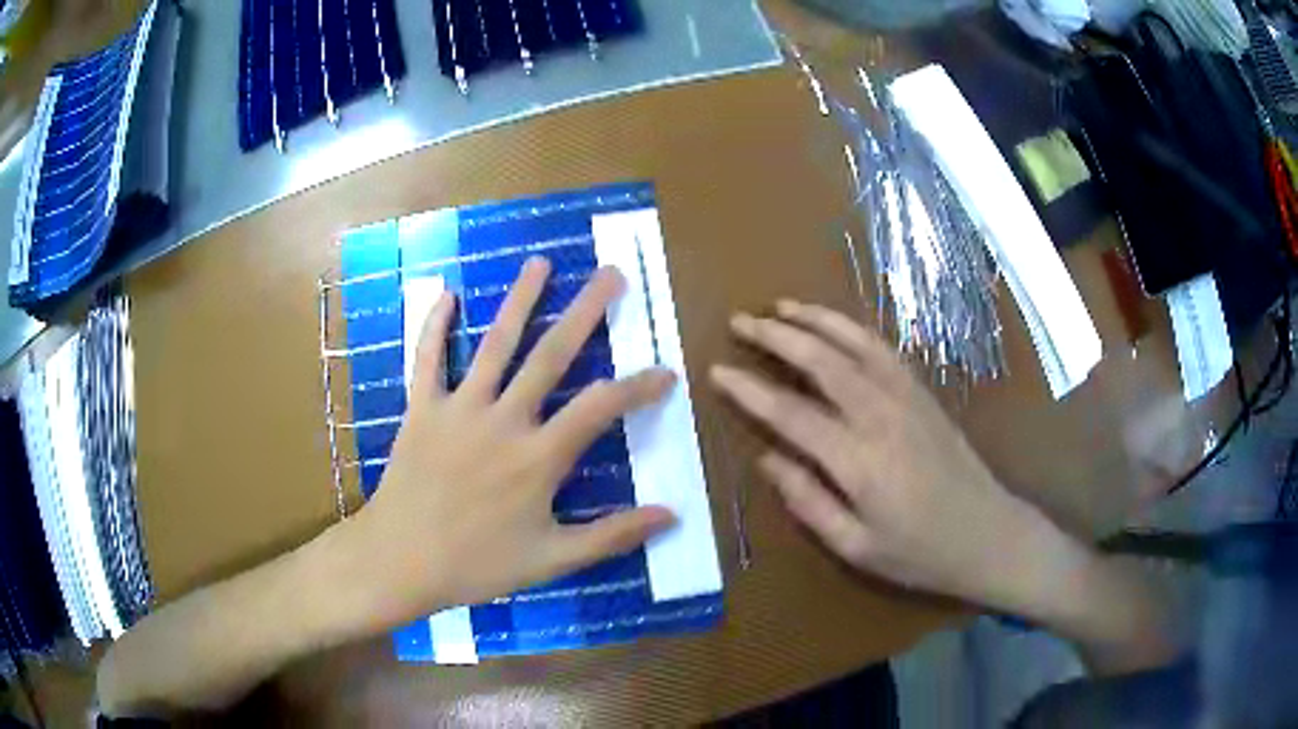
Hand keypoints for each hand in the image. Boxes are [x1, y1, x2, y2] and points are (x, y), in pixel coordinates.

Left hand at [351, 258, 675, 625]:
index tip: (666, 371)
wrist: (400, 561)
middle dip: (585, 312)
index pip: (601, 408)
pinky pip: (428, 359)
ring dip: (519, 300)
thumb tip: (671, 515)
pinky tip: (447, 294)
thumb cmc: (477, 565)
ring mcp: (458, 408)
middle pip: (551, 355)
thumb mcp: (551, 560)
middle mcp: (503, 420)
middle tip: (610, 274)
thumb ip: (612, 535)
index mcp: (538, 457)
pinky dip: (435, 325)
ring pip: (494, 344)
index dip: (638, 387)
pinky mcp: (421, 409)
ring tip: (540, 263)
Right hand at [710, 300, 1062, 612]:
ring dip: (815, 319)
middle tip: (740, 322)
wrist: (988, 534)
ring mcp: (907, 398)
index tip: (717, 371)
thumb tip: (767, 459)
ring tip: (781, 306)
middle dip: (776, 336)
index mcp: (859, 461)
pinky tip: (834, 324)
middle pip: (821, 360)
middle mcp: (881, 416)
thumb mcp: (856, 547)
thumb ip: (808, 501)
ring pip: (854, 343)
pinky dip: (851, 328)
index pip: (790, 413)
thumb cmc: (919, 553)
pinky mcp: (923, 393)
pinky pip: (882, 349)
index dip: (749, 390)